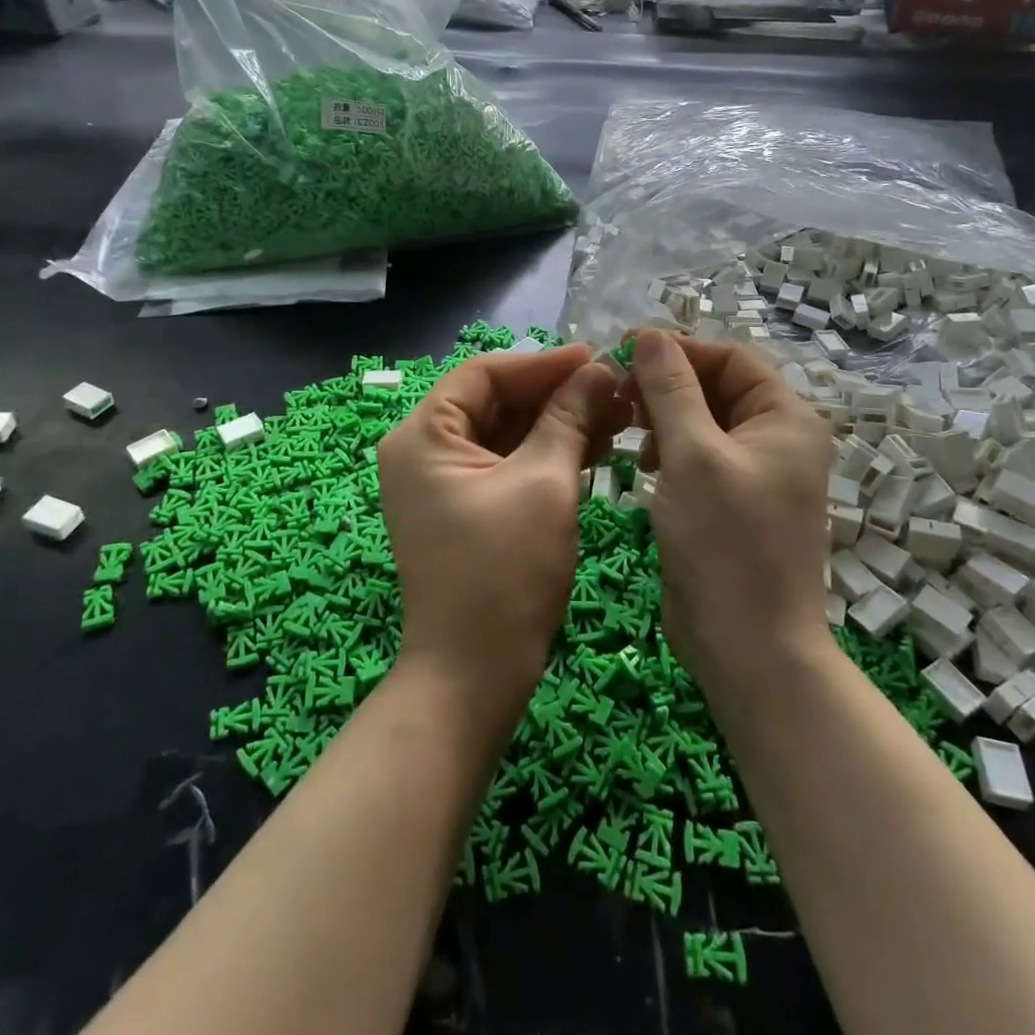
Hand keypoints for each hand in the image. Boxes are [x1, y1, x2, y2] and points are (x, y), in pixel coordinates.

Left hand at [378, 346, 626, 713]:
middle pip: (494, 401)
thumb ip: (569, 417)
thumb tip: (599, 369)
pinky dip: (544, 455)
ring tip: (614, 416)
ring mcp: (439, 482)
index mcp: (422, 435)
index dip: (544, 363)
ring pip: (503, 433)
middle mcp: (421, 450)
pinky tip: (593, 449)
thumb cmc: (505, 572)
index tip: (598, 359)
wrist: (475, 674)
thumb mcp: (544, 483)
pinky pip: (504, 464)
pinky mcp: (462, 508)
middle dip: (555, 395)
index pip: (484, 374)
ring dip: (555, 424)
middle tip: (613, 390)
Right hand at [627, 329, 833, 692]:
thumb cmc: (725, 542)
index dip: (678, 350)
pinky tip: (645, 463)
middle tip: (618, 393)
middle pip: (717, 388)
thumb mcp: (693, 454)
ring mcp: (757, 474)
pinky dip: (671, 450)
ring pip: (704, 422)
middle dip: (667, 385)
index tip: (622, 351)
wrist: (748, 647)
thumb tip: (650, 335)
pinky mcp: (733, 503)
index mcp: (786, 418)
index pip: (730, 358)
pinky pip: (700, 457)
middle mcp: (778, 439)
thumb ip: (670, 389)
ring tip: (630, 432)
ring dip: (665, 417)